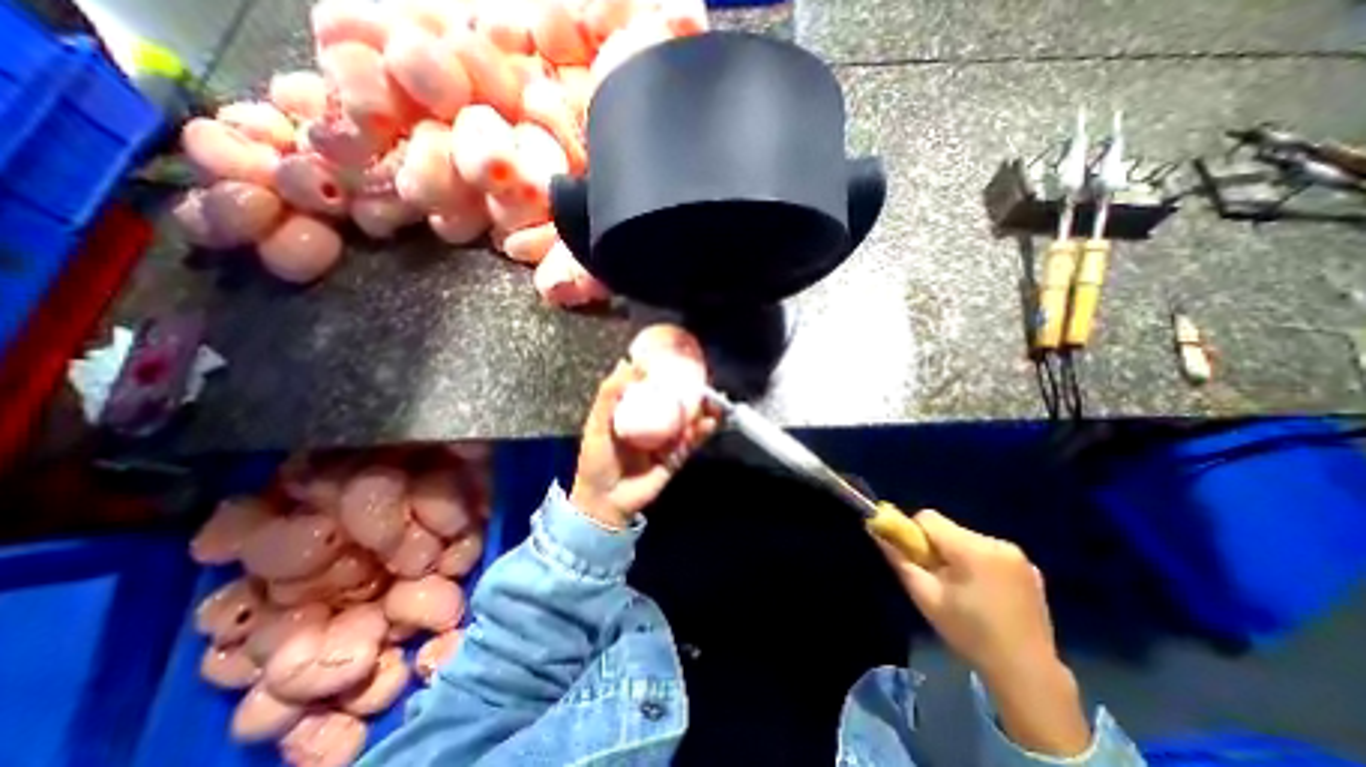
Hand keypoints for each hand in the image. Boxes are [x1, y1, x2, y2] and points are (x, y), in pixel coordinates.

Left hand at [568, 363, 719, 529]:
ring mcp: (666, 440)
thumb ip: (610, 395)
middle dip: (691, 393)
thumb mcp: (597, 424)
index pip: (653, 390)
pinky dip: (701, 432)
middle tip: (704, 380)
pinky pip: (691, 442)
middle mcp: (653, 424)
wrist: (605, 500)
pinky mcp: (675, 457)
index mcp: (634, 412)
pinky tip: (709, 423)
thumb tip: (626, 362)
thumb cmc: (597, 459)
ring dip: (702, 411)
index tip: (680, 361)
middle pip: (675, 404)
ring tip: (714, 400)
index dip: (667, 376)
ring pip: (687, 421)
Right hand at [880, 511, 1096, 756]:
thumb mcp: (924, 596)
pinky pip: (988, 551)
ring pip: (967, 539)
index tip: (917, 560)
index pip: (928, 517)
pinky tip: (985, 593)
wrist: (1028, 675)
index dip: (914, 534)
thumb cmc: (969, 633)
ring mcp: (1018, 555)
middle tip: (938, 579)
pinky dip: (978, 563)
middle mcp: (997, 543)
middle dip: (936, 547)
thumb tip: (875, 530)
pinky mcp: (1031, 568)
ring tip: (963, 589)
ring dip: (957, 555)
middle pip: (948, 529)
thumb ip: (898, 559)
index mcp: (971, 549)